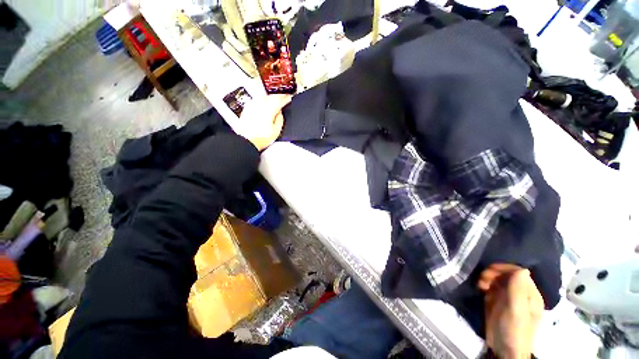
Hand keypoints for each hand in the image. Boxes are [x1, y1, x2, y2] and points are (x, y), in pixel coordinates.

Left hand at [235, 94, 291, 150]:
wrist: (246, 141)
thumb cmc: (260, 138)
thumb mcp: (276, 131)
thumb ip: (280, 119)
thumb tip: (280, 113)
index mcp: (269, 109)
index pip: (280, 100)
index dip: (287, 98)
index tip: (290, 97)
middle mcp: (261, 104)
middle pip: (272, 96)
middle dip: (280, 96)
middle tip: (285, 97)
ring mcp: (253, 105)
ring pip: (265, 96)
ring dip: (272, 97)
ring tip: (276, 99)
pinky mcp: (248, 107)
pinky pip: (258, 99)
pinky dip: (264, 99)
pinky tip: (266, 102)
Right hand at [478, 264, 543, 358]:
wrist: (503, 349)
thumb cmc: (513, 330)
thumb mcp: (517, 310)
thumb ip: (519, 290)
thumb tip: (523, 269)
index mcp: (530, 294)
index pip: (518, 272)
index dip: (503, 268)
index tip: (488, 272)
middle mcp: (520, 292)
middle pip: (506, 273)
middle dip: (492, 272)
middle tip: (481, 279)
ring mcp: (508, 296)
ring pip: (497, 278)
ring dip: (486, 277)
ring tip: (479, 284)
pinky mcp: (497, 300)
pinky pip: (491, 286)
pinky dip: (484, 284)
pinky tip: (479, 288)